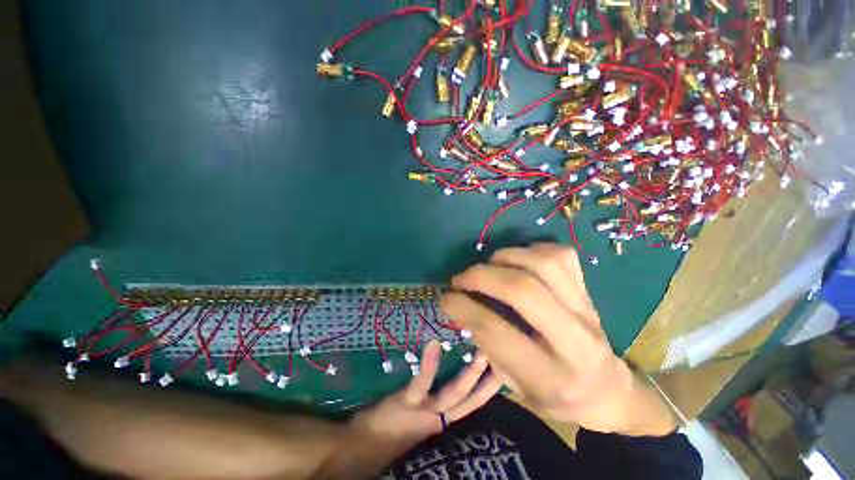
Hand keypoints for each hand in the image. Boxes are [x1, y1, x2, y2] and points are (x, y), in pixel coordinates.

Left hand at [312, 342, 500, 479]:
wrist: (358, 449)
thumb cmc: (388, 433)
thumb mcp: (415, 420)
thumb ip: (430, 405)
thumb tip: (445, 387)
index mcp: (441, 421)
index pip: (471, 405)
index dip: (488, 389)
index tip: (503, 371)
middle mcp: (438, 419)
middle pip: (470, 400)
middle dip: (489, 381)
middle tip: (505, 358)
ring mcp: (424, 411)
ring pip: (454, 393)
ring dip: (470, 374)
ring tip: (483, 352)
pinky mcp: (408, 401)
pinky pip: (423, 381)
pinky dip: (430, 364)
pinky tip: (434, 344)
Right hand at [440, 243, 676, 436]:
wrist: (607, 390)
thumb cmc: (555, 395)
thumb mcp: (515, 387)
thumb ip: (488, 346)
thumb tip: (463, 307)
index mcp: (550, 377)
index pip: (496, 331)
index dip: (463, 308)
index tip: (446, 298)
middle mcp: (574, 341)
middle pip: (522, 291)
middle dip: (481, 276)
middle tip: (461, 278)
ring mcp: (586, 310)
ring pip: (544, 264)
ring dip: (506, 258)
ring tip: (489, 266)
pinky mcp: (589, 291)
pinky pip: (561, 256)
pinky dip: (531, 250)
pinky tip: (517, 260)